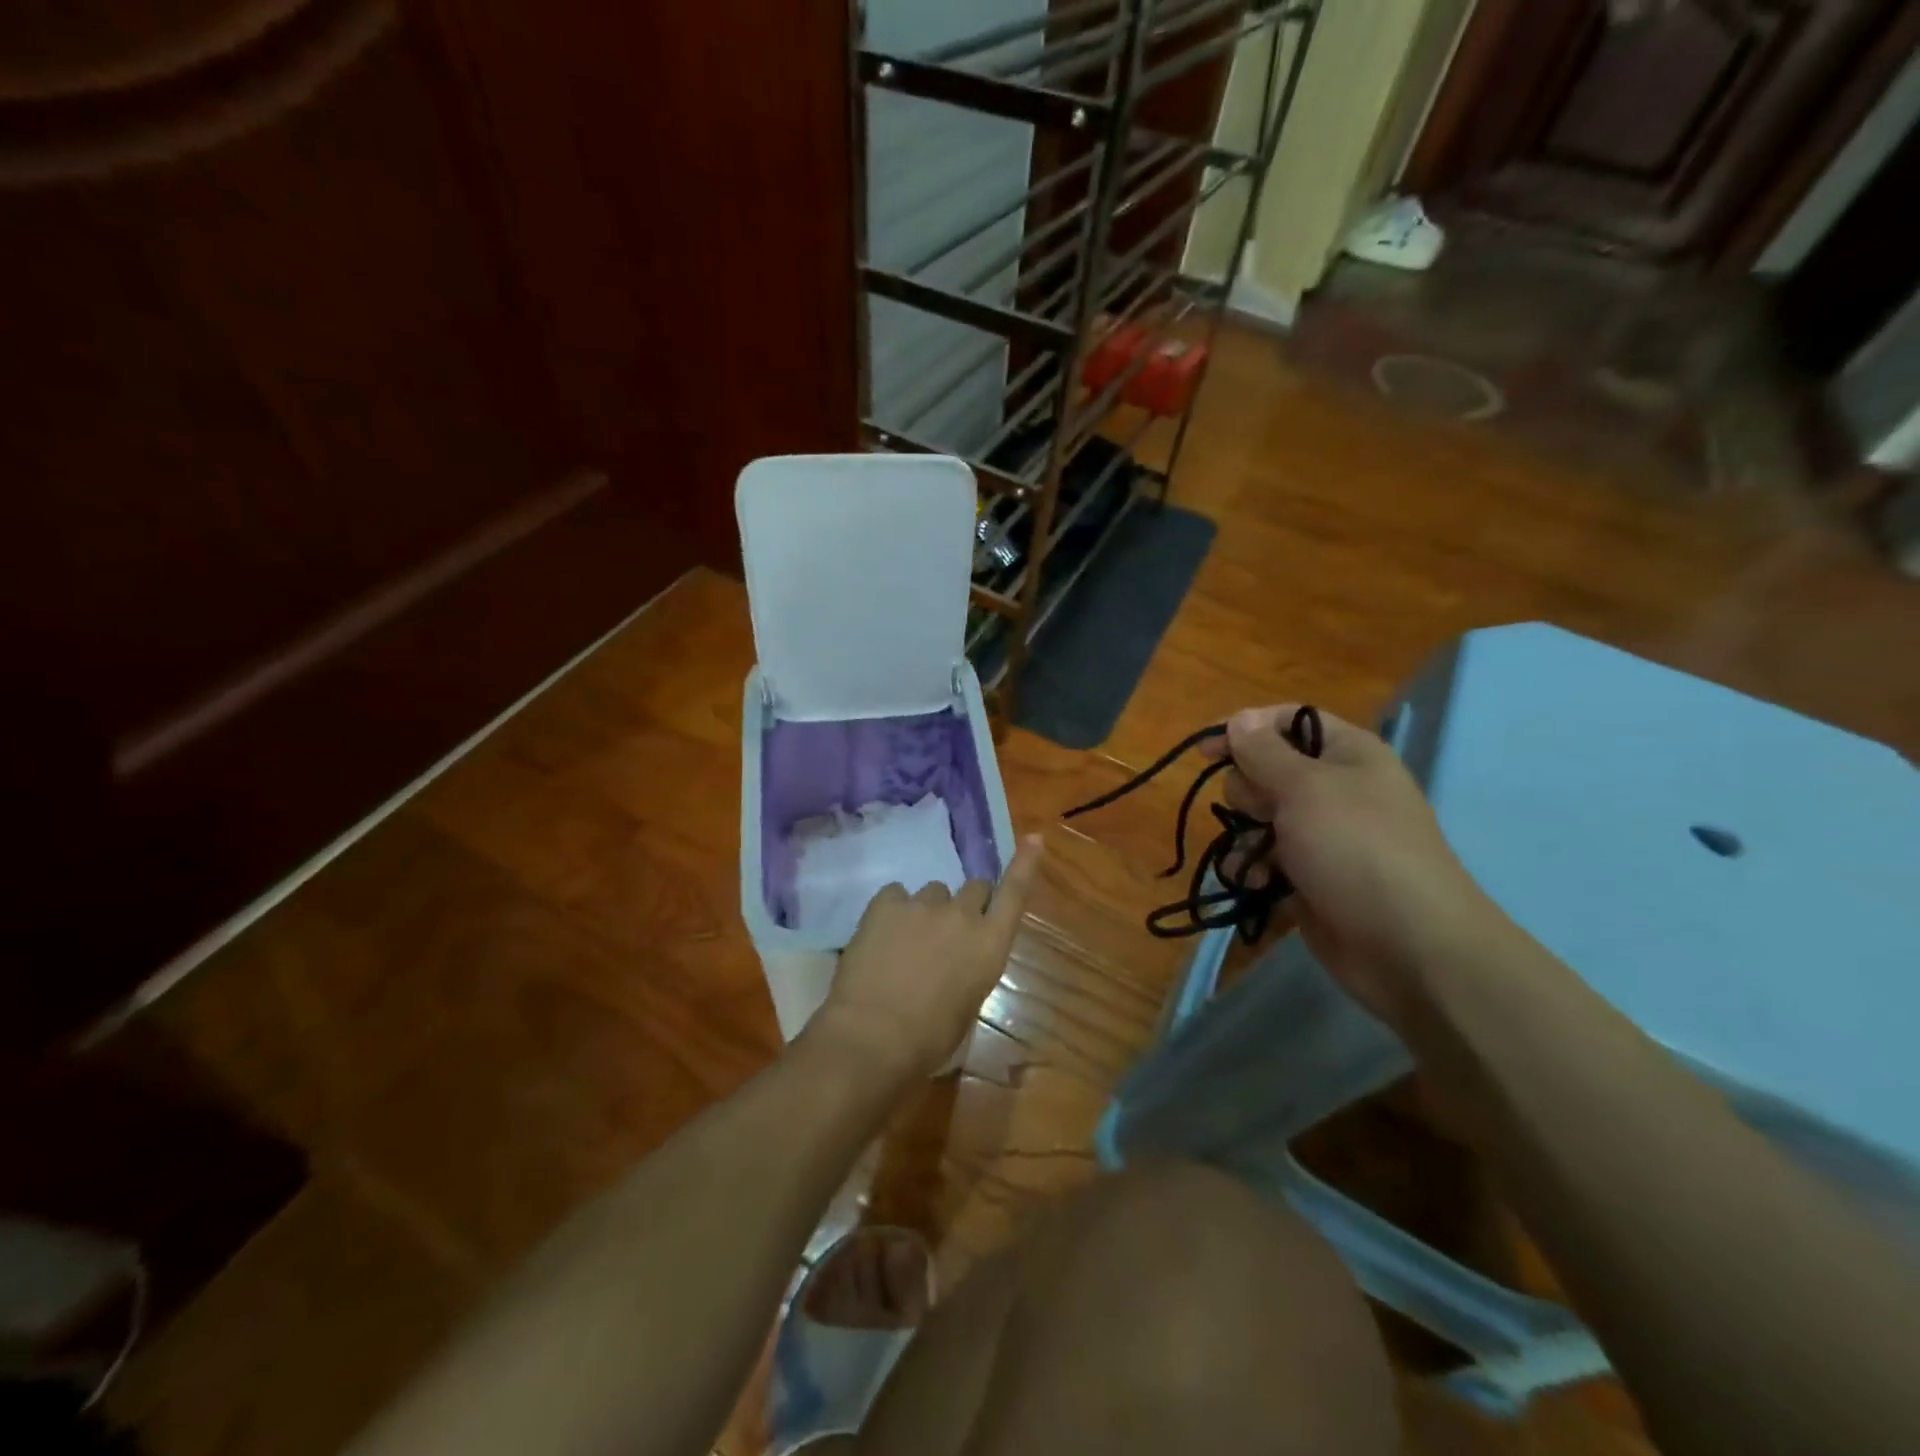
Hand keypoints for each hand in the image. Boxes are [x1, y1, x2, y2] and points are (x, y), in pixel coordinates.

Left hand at [814, 837, 1044, 1082]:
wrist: (872, 1036)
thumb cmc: (928, 1039)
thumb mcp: (967, 1007)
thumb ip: (970, 970)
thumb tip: (958, 962)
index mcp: (990, 945)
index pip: (1014, 894)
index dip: (1025, 865)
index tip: (1033, 838)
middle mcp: (963, 916)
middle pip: (975, 887)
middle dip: (967, 904)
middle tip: (947, 932)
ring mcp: (923, 904)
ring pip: (933, 891)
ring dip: (928, 909)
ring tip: (906, 941)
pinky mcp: (886, 903)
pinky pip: (895, 894)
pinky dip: (892, 910)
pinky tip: (881, 936)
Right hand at [1202, 706, 1506, 1028]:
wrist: (1409, 946)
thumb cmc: (1356, 849)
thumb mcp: (1305, 788)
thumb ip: (1264, 752)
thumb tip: (1240, 718)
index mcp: (1347, 754)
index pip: (1288, 721)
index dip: (1245, 728)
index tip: (1204, 750)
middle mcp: (1335, 789)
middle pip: (1266, 770)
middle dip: (1248, 791)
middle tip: (1264, 812)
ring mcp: (1323, 836)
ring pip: (1259, 818)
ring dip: (1245, 835)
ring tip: (1255, 857)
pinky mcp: (1310, 877)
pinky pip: (1264, 860)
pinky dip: (1253, 869)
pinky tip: (1255, 884)